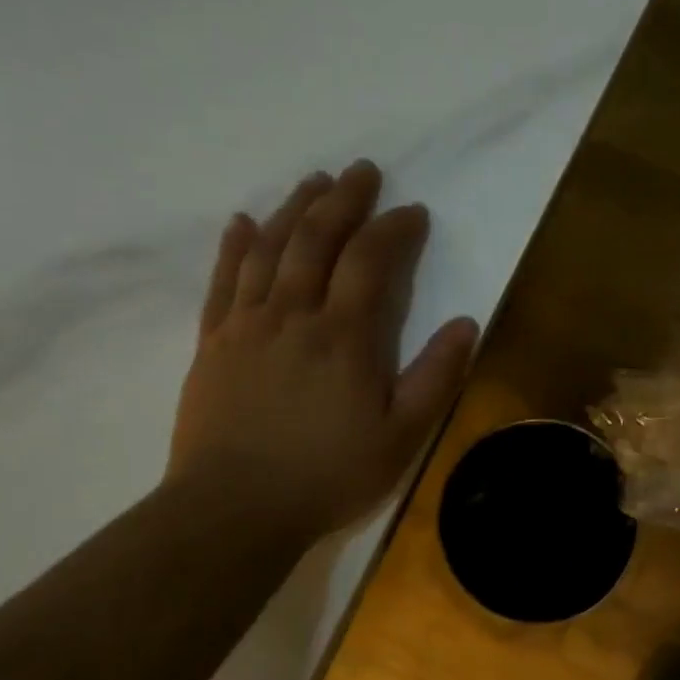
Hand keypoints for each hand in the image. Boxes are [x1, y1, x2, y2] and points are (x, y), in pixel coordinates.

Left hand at [166, 161, 478, 534]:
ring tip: (312, 181)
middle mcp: (293, 314)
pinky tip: (241, 222)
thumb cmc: (327, 474)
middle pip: (316, 238)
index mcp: (344, 335)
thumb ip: (436, 376)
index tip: (413, 212)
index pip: (371, 260)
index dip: (394, 228)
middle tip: (361, 170)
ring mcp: (246, 324)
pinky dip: (233, 246)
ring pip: (269, 248)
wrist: (233, 509)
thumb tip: (467, 322)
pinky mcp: (213, 342)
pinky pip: (222, 281)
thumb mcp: (401, 436)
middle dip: (343, 199)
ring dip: (293, 208)